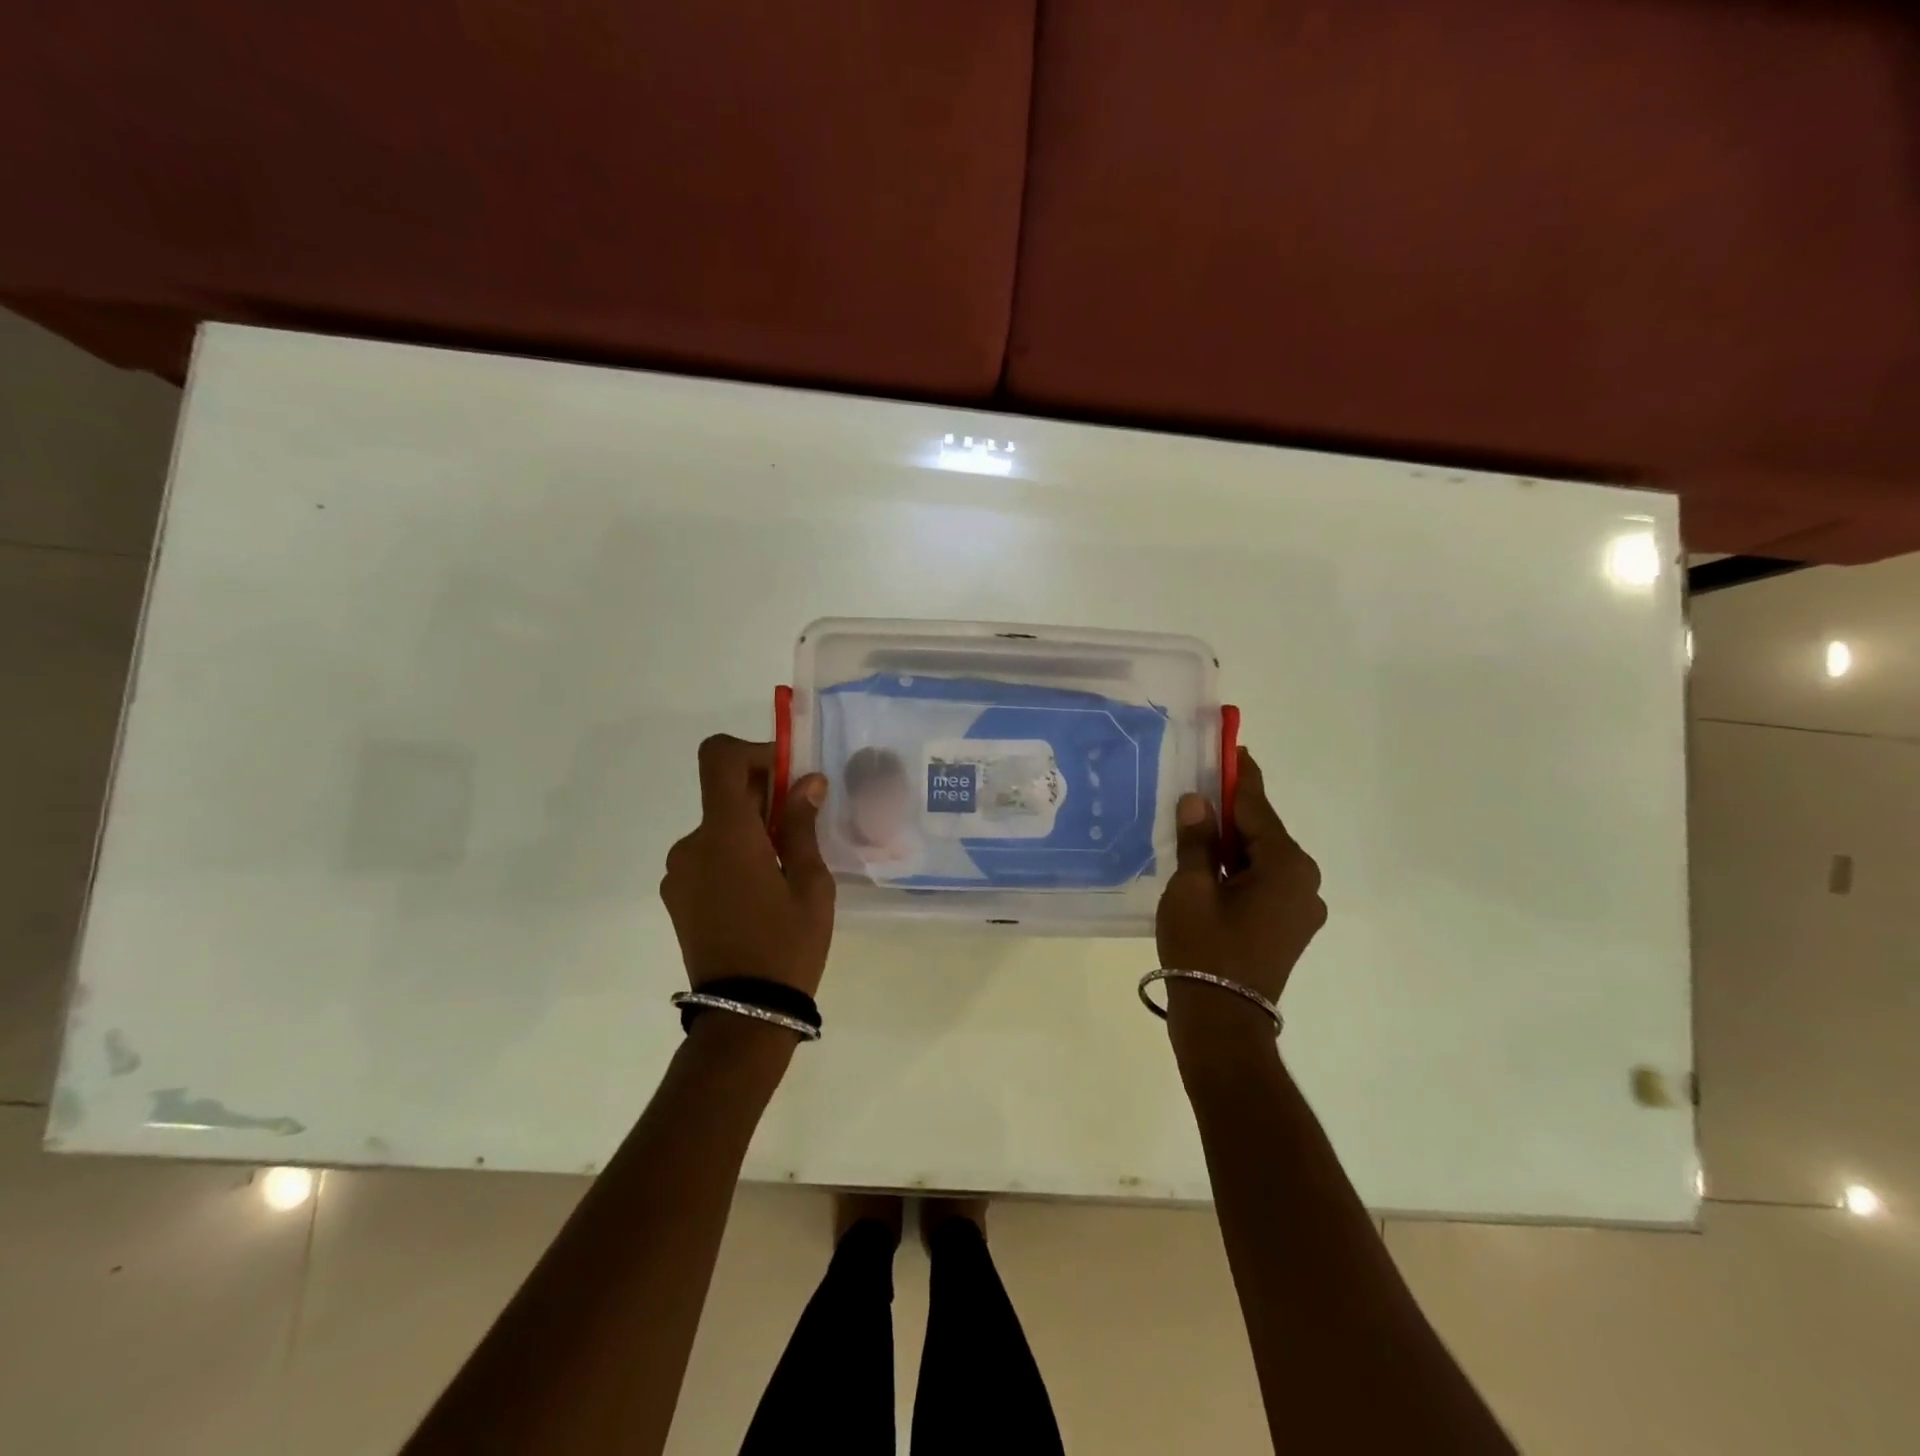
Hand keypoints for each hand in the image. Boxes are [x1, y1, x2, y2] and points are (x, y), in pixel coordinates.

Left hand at [660, 735, 834, 995]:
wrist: (744, 1014)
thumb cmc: (787, 945)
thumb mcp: (811, 884)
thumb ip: (802, 825)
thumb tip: (807, 781)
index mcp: (726, 835)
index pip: (718, 758)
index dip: (752, 751)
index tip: (785, 774)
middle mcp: (691, 844)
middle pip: (722, 793)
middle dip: (762, 795)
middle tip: (801, 825)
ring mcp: (678, 872)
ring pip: (717, 826)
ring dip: (749, 829)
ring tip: (784, 869)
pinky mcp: (675, 895)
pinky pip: (706, 855)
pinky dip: (733, 854)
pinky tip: (760, 892)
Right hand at [1156, 748, 1325, 1027]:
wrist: (1222, 1020)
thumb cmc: (1204, 947)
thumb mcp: (1191, 887)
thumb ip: (1197, 841)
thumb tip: (1197, 802)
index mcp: (1287, 866)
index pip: (1258, 808)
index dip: (1240, 777)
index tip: (1233, 748)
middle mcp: (1304, 882)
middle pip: (1263, 833)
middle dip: (1232, 812)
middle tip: (1200, 789)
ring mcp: (1300, 908)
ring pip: (1261, 860)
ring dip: (1232, 844)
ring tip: (1197, 827)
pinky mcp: (1289, 928)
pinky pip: (1263, 883)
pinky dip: (1238, 870)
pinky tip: (1209, 866)